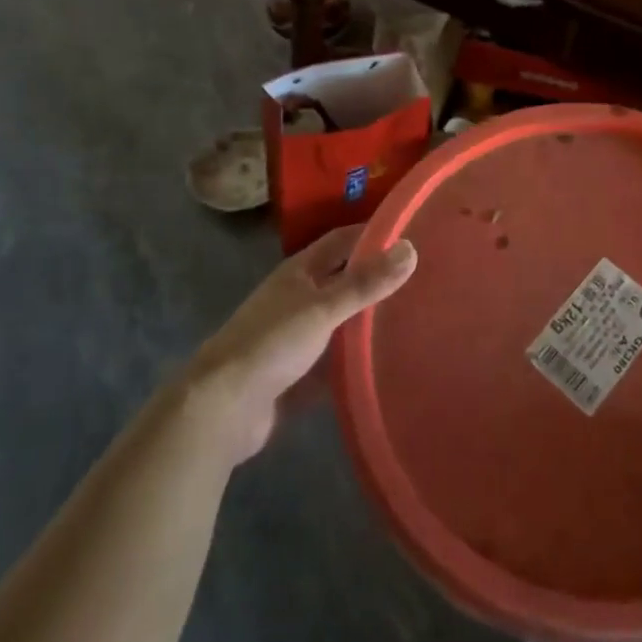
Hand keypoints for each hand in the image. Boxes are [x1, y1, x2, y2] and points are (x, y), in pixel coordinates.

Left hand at [189, 227, 416, 465]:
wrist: (221, 409)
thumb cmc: (271, 344)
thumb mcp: (324, 308)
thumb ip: (366, 283)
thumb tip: (412, 248)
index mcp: (299, 272)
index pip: (341, 240)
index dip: (372, 233)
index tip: (411, 232)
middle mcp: (296, 298)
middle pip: (341, 279)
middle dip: (374, 276)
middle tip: (420, 276)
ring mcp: (293, 337)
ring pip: (338, 321)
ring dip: (366, 319)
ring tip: (411, 316)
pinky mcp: (294, 375)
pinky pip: (332, 362)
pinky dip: (353, 361)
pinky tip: (384, 365)